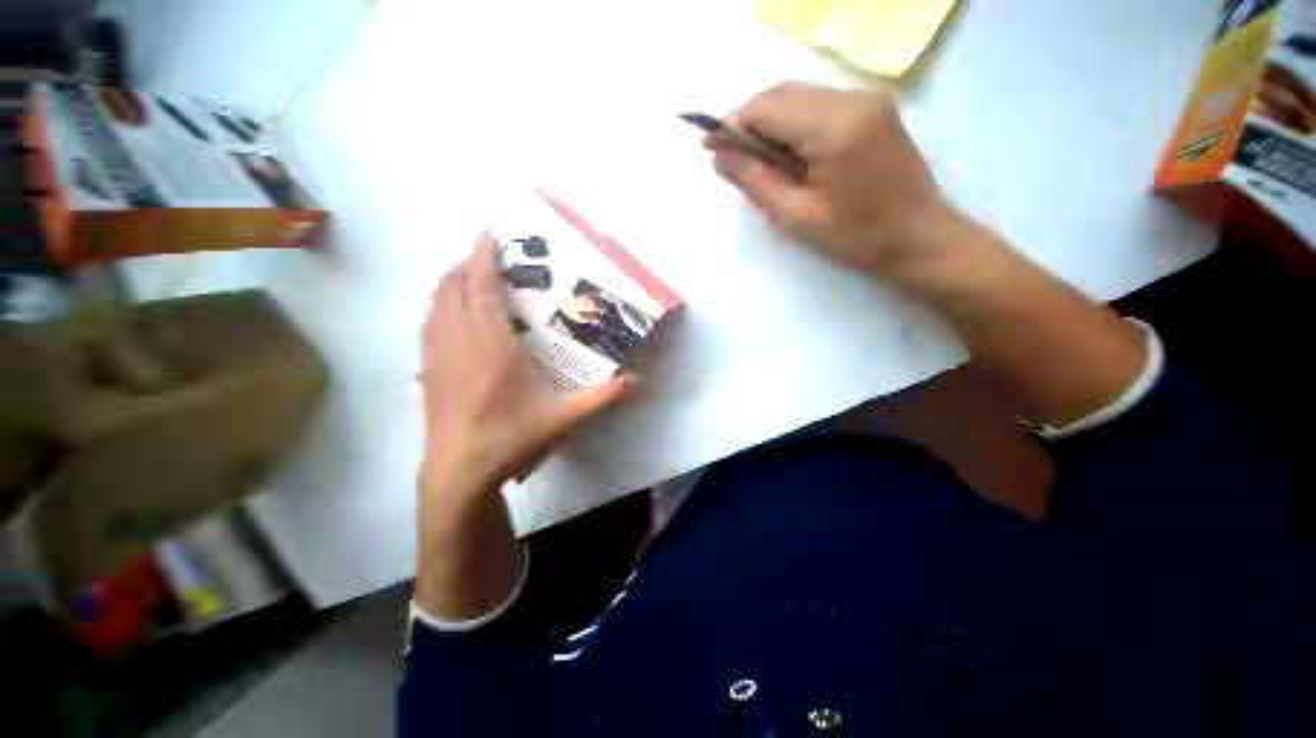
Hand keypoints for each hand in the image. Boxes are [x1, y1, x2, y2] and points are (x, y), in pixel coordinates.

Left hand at [419, 232, 630, 500]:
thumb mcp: (563, 419)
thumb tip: (636, 381)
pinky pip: (429, 324)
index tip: (488, 233)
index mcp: (491, 346)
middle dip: (467, 264)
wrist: (459, 473)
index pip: (481, 288)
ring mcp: (437, 356)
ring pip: (436, 303)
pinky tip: (453, 315)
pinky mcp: (427, 371)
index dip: (482, 256)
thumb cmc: (510, 439)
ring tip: (471, 277)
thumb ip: (602, 397)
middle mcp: (459, 342)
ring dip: (451, 283)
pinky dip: (440, 306)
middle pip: (453, 287)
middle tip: (488, 257)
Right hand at [708, 82, 949, 274]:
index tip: (708, 146)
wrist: (919, 237)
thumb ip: (755, 181)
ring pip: (799, 96)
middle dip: (748, 121)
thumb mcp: (796, 216)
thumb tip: (719, 157)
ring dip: (769, 122)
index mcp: (834, 127)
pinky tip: (786, 155)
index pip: (767, 107)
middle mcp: (852, 98)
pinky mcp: (873, 108)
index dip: (731, 124)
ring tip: (756, 161)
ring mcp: (867, 99)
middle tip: (730, 158)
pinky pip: (818, 105)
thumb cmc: (856, 236)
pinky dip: (793, 124)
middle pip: (782, 93)